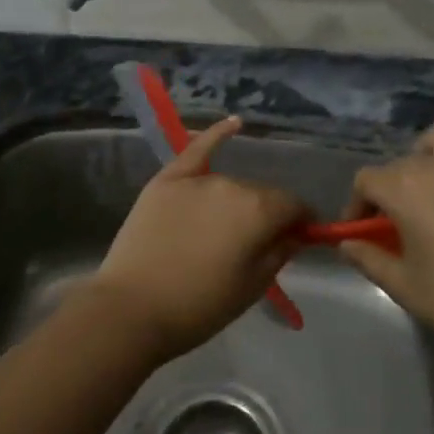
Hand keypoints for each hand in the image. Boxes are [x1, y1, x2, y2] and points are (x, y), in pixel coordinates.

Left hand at [83, 118, 309, 363]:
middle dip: (267, 215)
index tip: (297, 240)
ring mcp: (197, 179)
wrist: (132, 309)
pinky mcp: (166, 179)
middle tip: (254, 246)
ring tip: (223, 231)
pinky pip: (197, 149)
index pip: (294, 206)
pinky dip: (217, 134)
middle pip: (263, 194)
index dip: (300, 223)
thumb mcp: (253, 287)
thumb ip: (281, 252)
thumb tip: (297, 232)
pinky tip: (234, 123)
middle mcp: (233, 184)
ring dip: (237, 202)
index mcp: (260, 210)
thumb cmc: (200, 307)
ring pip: (231, 185)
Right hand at [338, 123, 433, 368]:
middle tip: (402, 217)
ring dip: (431, 154)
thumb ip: (369, 259)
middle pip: (403, 161)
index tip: (363, 229)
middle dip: (394, 186)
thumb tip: (347, 243)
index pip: (367, 180)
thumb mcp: (404, 287)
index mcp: (406, 189)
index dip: (359, 203)